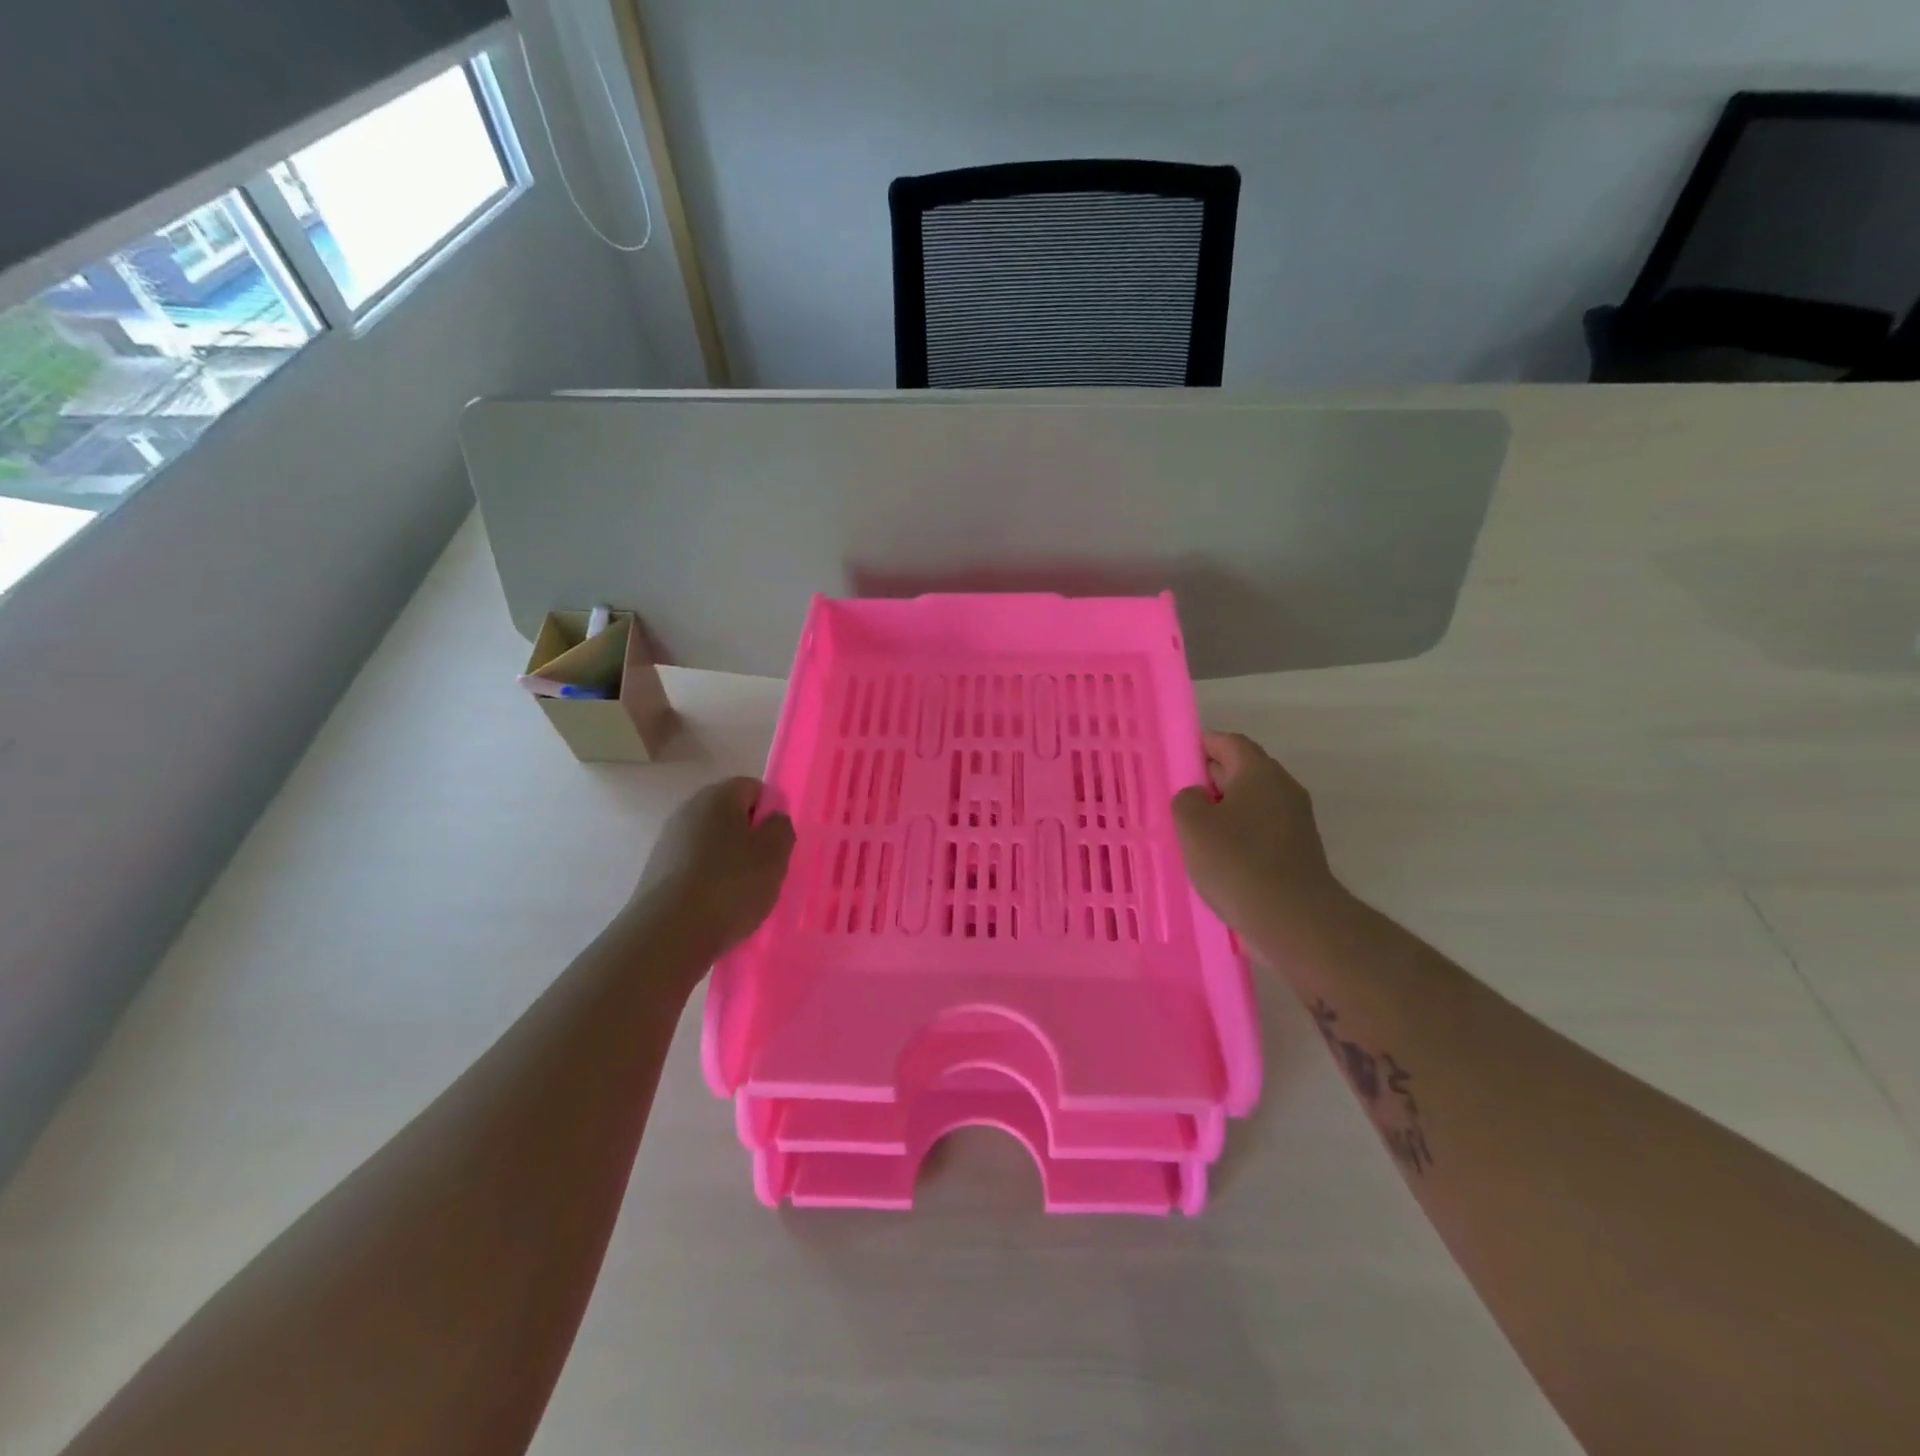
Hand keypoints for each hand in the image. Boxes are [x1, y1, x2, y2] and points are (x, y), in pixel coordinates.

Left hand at [629, 777, 795, 960]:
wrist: (668, 935)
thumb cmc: (730, 885)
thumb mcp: (774, 854)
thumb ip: (781, 828)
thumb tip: (772, 820)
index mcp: (717, 796)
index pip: (753, 788)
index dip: (771, 812)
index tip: (779, 843)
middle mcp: (688, 811)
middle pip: (730, 816)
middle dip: (751, 838)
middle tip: (767, 869)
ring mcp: (668, 843)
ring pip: (712, 844)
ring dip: (730, 863)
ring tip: (743, 895)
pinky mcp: (656, 874)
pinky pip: (694, 869)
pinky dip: (709, 882)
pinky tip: (718, 908)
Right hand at [1172, 733, 1344, 939]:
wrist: (1294, 920)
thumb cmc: (1238, 862)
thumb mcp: (1193, 825)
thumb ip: (1187, 799)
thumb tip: (1198, 797)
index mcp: (1260, 773)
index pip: (1229, 743)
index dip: (1202, 745)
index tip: (1177, 758)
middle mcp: (1283, 789)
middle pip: (1242, 771)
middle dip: (1209, 778)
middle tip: (1177, 795)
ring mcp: (1294, 822)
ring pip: (1251, 803)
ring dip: (1222, 810)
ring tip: (1191, 830)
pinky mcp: (1296, 852)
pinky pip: (1260, 830)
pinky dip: (1237, 835)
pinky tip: (1216, 857)